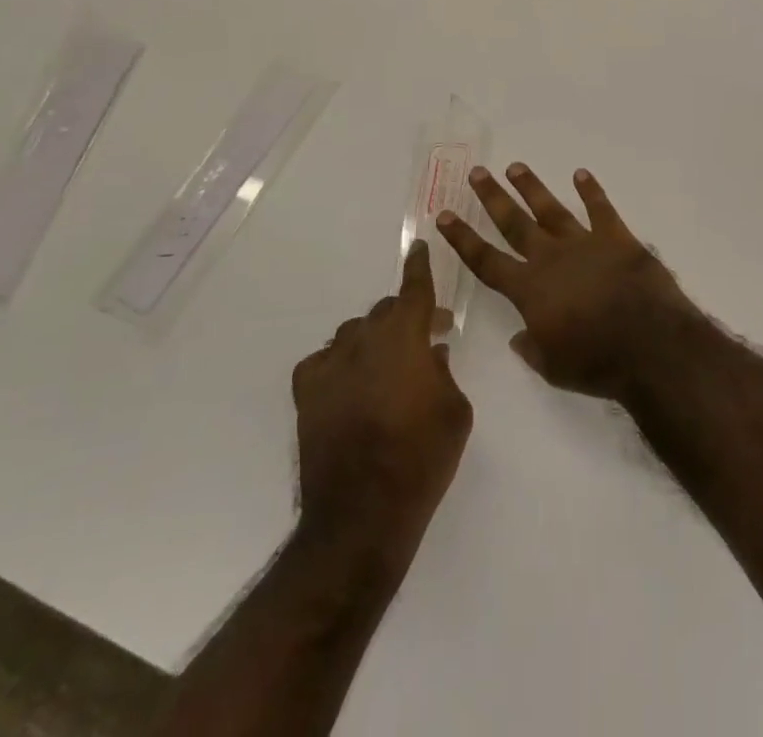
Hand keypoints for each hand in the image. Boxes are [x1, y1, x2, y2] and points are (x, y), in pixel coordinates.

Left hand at [291, 244, 471, 552]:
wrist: (362, 516)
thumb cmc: (422, 459)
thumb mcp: (455, 411)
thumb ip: (445, 372)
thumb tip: (432, 354)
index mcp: (405, 338)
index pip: (414, 290)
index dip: (419, 267)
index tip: (419, 246)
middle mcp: (365, 341)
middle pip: (385, 310)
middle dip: (406, 316)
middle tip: (426, 336)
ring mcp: (330, 366)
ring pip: (355, 332)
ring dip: (374, 338)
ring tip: (387, 364)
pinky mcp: (307, 393)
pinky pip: (324, 360)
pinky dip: (340, 362)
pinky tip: (349, 382)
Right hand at [436, 163, 700, 400]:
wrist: (650, 344)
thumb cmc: (598, 362)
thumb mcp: (554, 367)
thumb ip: (532, 348)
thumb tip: (518, 337)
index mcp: (530, 290)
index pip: (486, 260)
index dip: (463, 239)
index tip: (444, 216)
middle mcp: (551, 258)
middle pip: (514, 223)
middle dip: (493, 198)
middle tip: (477, 172)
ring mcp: (584, 243)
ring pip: (551, 209)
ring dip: (532, 187)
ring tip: (516, 166)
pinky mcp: (617, 238)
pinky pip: (601, 209)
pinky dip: (591, 191)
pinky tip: (581, 174)